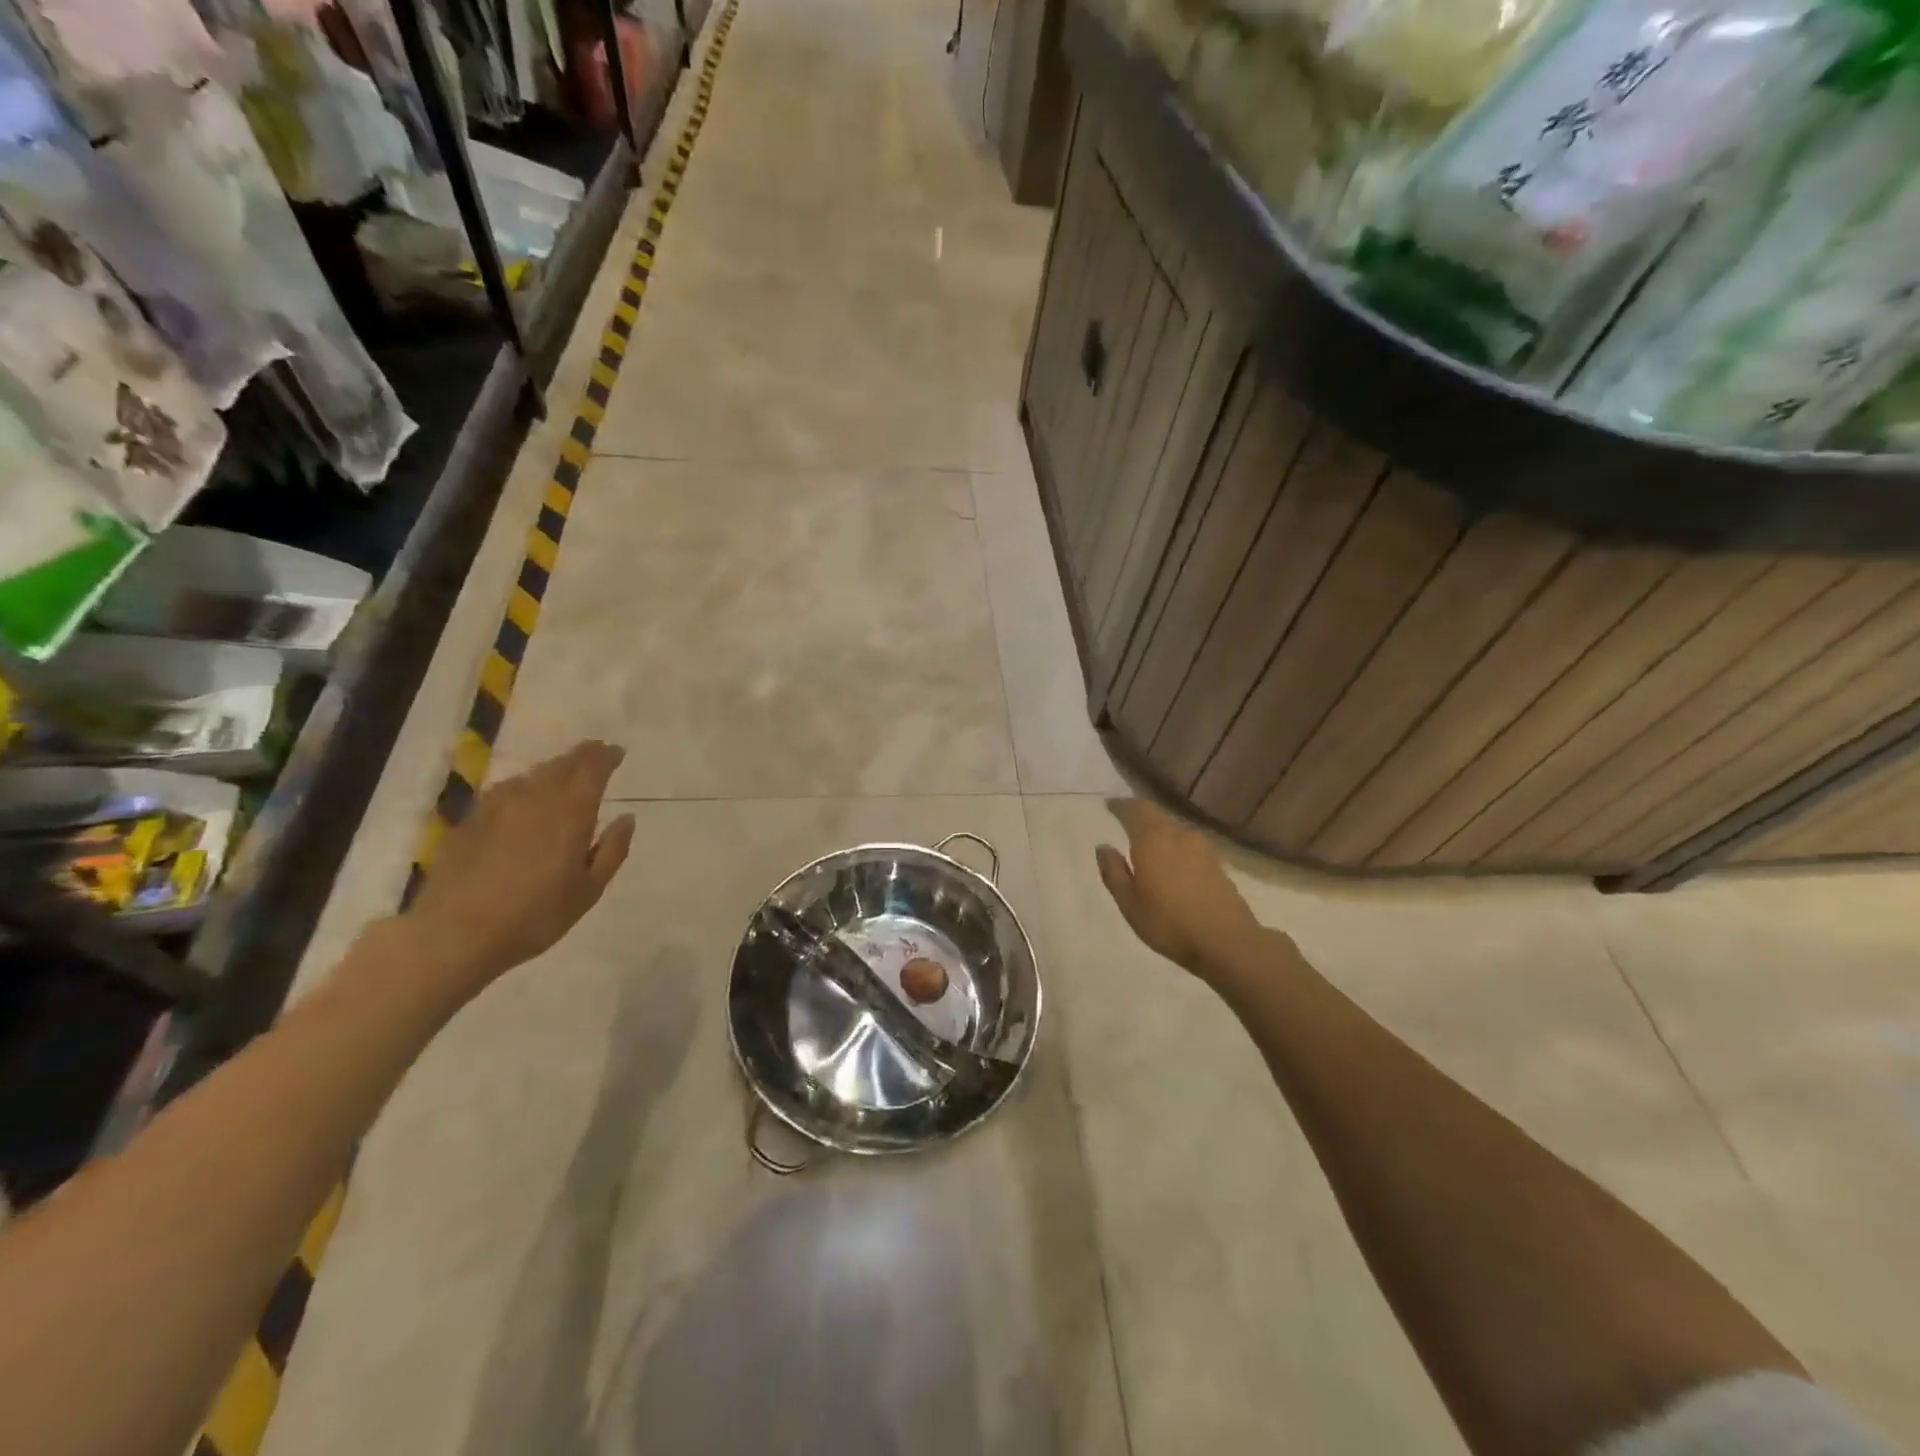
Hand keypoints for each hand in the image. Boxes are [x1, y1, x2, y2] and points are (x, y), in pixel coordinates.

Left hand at [403, 740, 634, 992]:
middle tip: (595, 753)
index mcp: (571, 812)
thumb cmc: (535, 916)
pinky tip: (522, 800)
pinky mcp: (470, 820)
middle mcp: (535, 798)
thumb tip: (627, 818)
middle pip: (561, 765)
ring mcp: (497, 806)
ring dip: (552, 770)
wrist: (455, 934)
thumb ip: (612, 850)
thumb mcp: (589, 890)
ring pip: (532, 775)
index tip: (617, 751)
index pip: (592, 769)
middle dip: (581, 756)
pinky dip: (523, 788)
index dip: (606, 756)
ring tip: (562, 774)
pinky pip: (504, 792)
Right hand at [1095, 799, 1262, 978]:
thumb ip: (1114, 872)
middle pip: (1156, 815)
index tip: (1110, 805)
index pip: (1135, 810)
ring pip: (1174, 829)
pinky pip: (1188, 844)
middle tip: (1126, 819)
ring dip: (1159, 830)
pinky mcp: (1217, 863)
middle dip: (1140, 815)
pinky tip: (1172, 860)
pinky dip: (1175, 845)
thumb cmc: (1169, 923)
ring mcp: (1202, 848)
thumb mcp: (1129, 903)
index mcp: (1153, 839)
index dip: (1121, 806)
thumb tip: (1103, 847)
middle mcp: (1178, 835)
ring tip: (1147, 841)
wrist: (1227, 941)